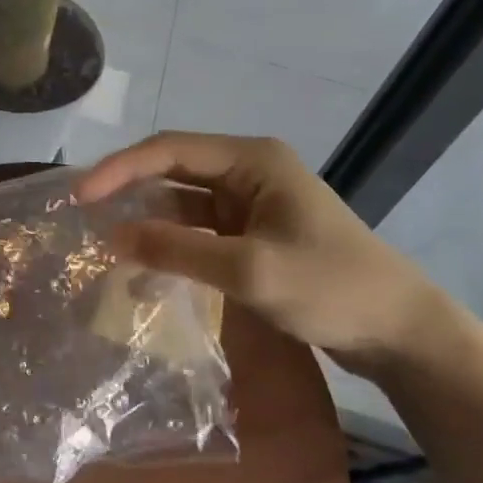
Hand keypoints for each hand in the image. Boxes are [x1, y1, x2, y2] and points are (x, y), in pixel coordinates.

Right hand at [77, 132, 452, 375]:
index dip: (120, 169)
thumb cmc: (331, 287)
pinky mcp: (255, 235)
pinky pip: (201, 232)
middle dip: (129, 192)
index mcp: (251, 159)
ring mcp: (252, 204)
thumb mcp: (250, 270)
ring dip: (149, 223)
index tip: (80, 197)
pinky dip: (173, 247)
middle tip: (83, 218)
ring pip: (184, 204)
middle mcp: (248, 171)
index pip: (169, 150)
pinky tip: (146, 270)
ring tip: (105, 246)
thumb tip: (112, 237)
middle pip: (173, 172)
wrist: (402, 332)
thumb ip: (178, 250)